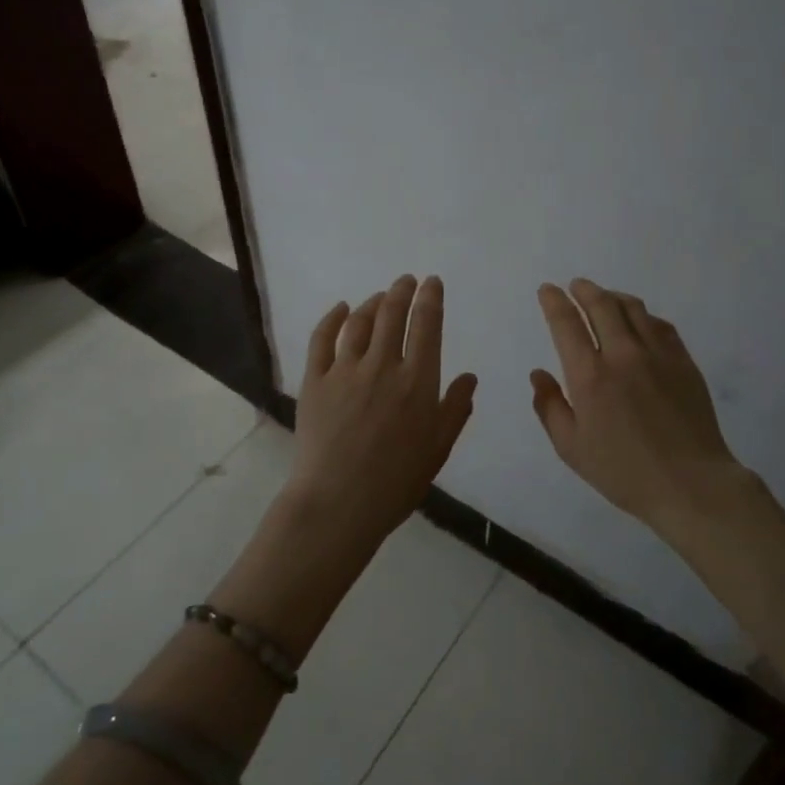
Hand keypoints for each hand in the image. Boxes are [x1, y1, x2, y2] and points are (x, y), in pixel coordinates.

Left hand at [282, 274, 478, 557]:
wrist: (338, 503)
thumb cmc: (396, 481)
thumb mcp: (438, 448)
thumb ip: (455, 408)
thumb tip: (470, 376)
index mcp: (417, 381)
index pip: (426, 325)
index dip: (430, 298)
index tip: (432, 282)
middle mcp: (382, 366)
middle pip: (392, 314)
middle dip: (402, 291)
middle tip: (406, 280)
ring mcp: (344, 371)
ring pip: (359, 322)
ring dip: (372, 302)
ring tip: (380, 296)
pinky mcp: (314, 381)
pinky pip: (322, 339)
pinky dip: (333, 318)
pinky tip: (340, 308)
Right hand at [531, 278, 751, 529]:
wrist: (690, 484)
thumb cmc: (623, 472)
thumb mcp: (571, 448)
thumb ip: (550, 407)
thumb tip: (538, 374)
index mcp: (590, 376)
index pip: (566, 324)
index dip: (554, 302)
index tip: (547, 290)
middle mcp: (623, 355)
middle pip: (601, 305)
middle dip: (584, 290)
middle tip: (575, 286)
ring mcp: (658, 355)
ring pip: (633, 309)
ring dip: (614, 297)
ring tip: (605, 297)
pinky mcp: (684, 362)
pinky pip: (661, 325)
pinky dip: (644, 316)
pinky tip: (641, 322)